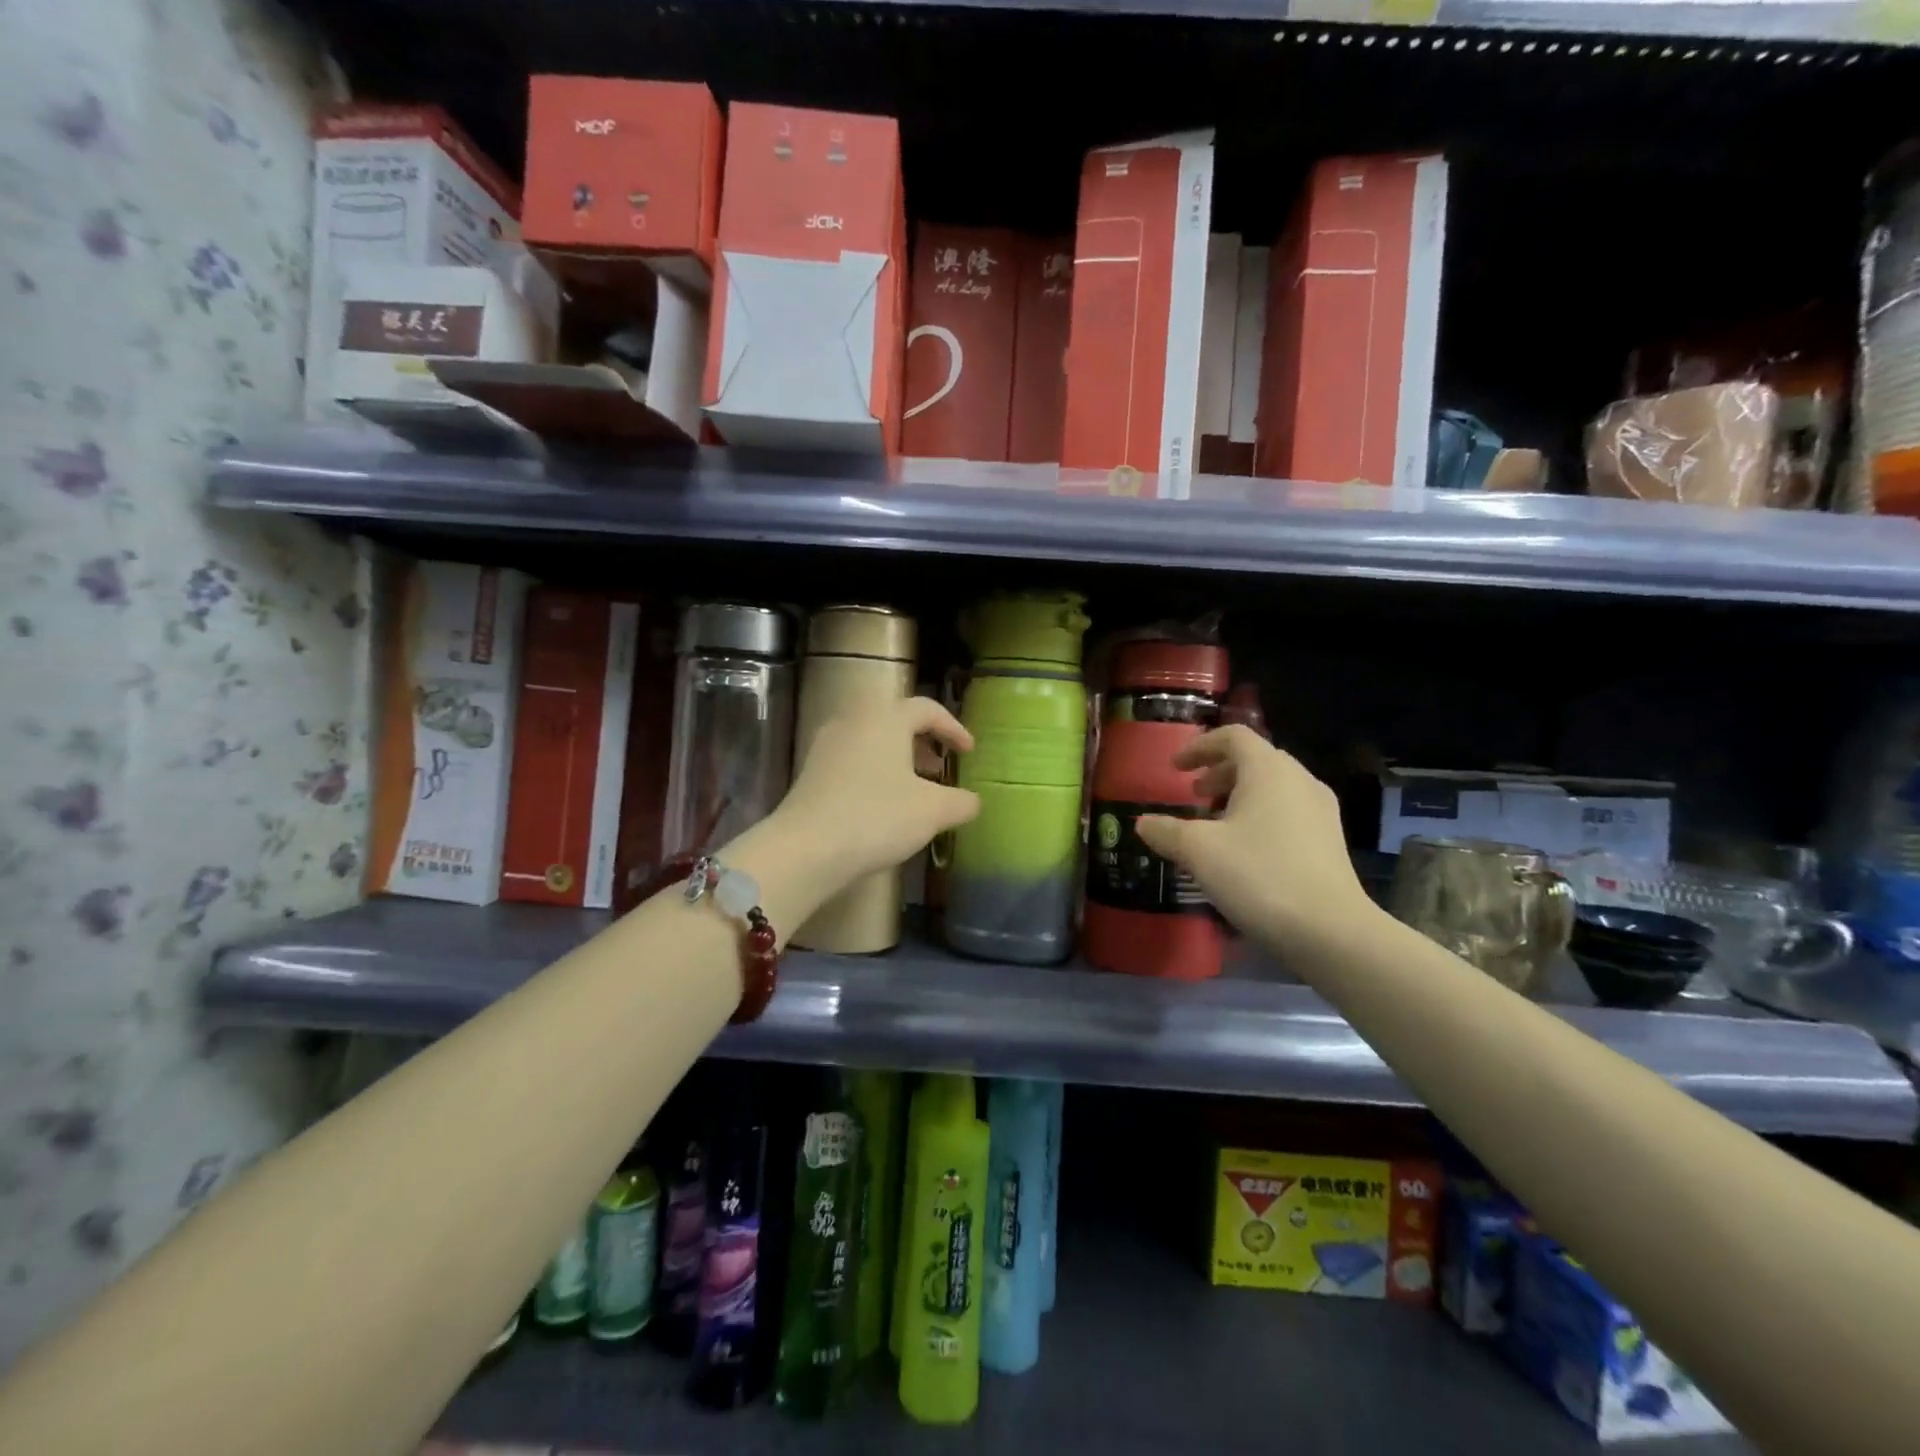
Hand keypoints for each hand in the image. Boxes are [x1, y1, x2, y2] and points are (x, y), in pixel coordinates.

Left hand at [777, 696, 980, 886]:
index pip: (927, 709)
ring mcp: (827, 744)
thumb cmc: (878, 817)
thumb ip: (961, 802)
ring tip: (914, 788)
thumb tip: (973, 801)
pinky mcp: (810, 770)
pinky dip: (875, 770)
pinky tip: (883, 804)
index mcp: (886, 718)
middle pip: (896, 719)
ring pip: (872, 739)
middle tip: (940, 767)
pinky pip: (853, 758)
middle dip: (923, 741)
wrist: (807, 848)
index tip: (968, 752)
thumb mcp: (933, 812)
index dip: (953, 728)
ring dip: (898, 757)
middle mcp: (854, 720)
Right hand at [1134, 726, 1372, 952]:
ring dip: (1240, 796)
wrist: (1330, 931)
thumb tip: (1143, 823)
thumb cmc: (1259, 875)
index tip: (1175, 767)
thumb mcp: (1198, 851)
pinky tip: (1245, 850)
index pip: (1233, 736)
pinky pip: (1288, 812)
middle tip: (1193, 795)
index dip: (1200, 746)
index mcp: (1269, 770)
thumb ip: (1166, 831)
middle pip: (1255, 760)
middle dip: (1219, 772)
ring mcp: (1321, 811)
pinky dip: (1261, 816)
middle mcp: (1299, 780)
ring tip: (1215, 823)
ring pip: (1274, 788)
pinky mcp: (1330, 841)